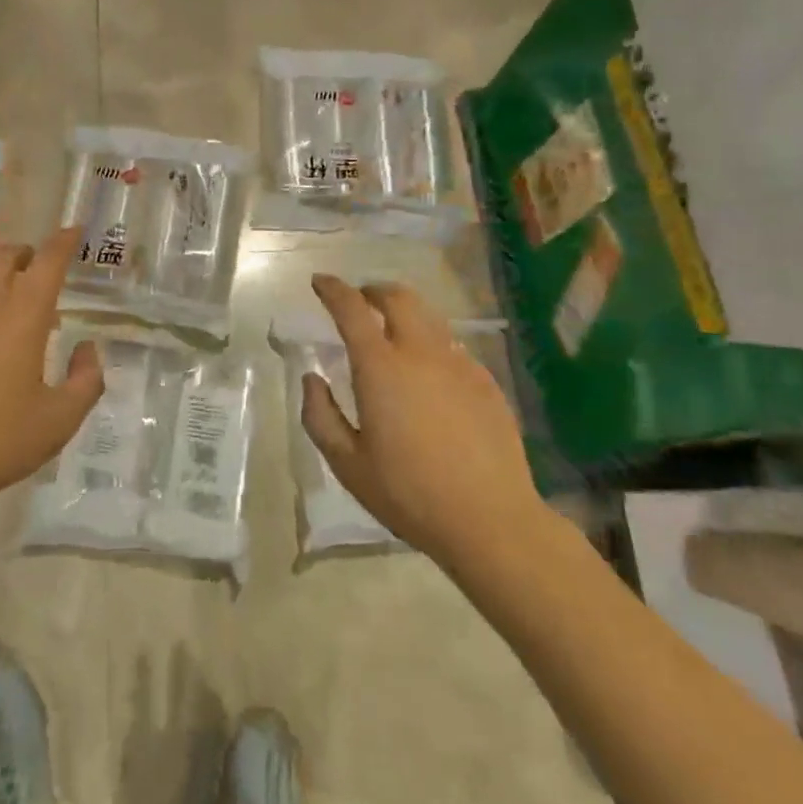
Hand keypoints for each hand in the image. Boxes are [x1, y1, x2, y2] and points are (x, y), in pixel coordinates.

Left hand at [0, 225, 102, 521]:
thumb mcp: (59, 421)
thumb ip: (87, 380)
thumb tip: (87, 348)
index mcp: (23, 314)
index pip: (49, 259)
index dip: (65, 241)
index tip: (75, 231)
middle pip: (5, 254)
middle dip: (27, 254)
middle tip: (38, 274)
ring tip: (0, 307)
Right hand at [302, 274, 542, 567]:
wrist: (490, 521)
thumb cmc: (408, 494)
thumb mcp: (347, 463)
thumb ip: (320, 415)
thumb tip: (312, 379)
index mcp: (380, 368)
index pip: (351, 308)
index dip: (332, 289)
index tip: (319, 282)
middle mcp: (421, 352)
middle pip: (397, 297)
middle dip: (373, 290)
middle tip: (359, 300)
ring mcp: (459, 363)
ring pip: (429, 317)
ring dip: (404, 313)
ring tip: (391, 332)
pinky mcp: (485, 381)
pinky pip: (452, 346)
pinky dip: (430, 342)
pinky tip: (428, 372)